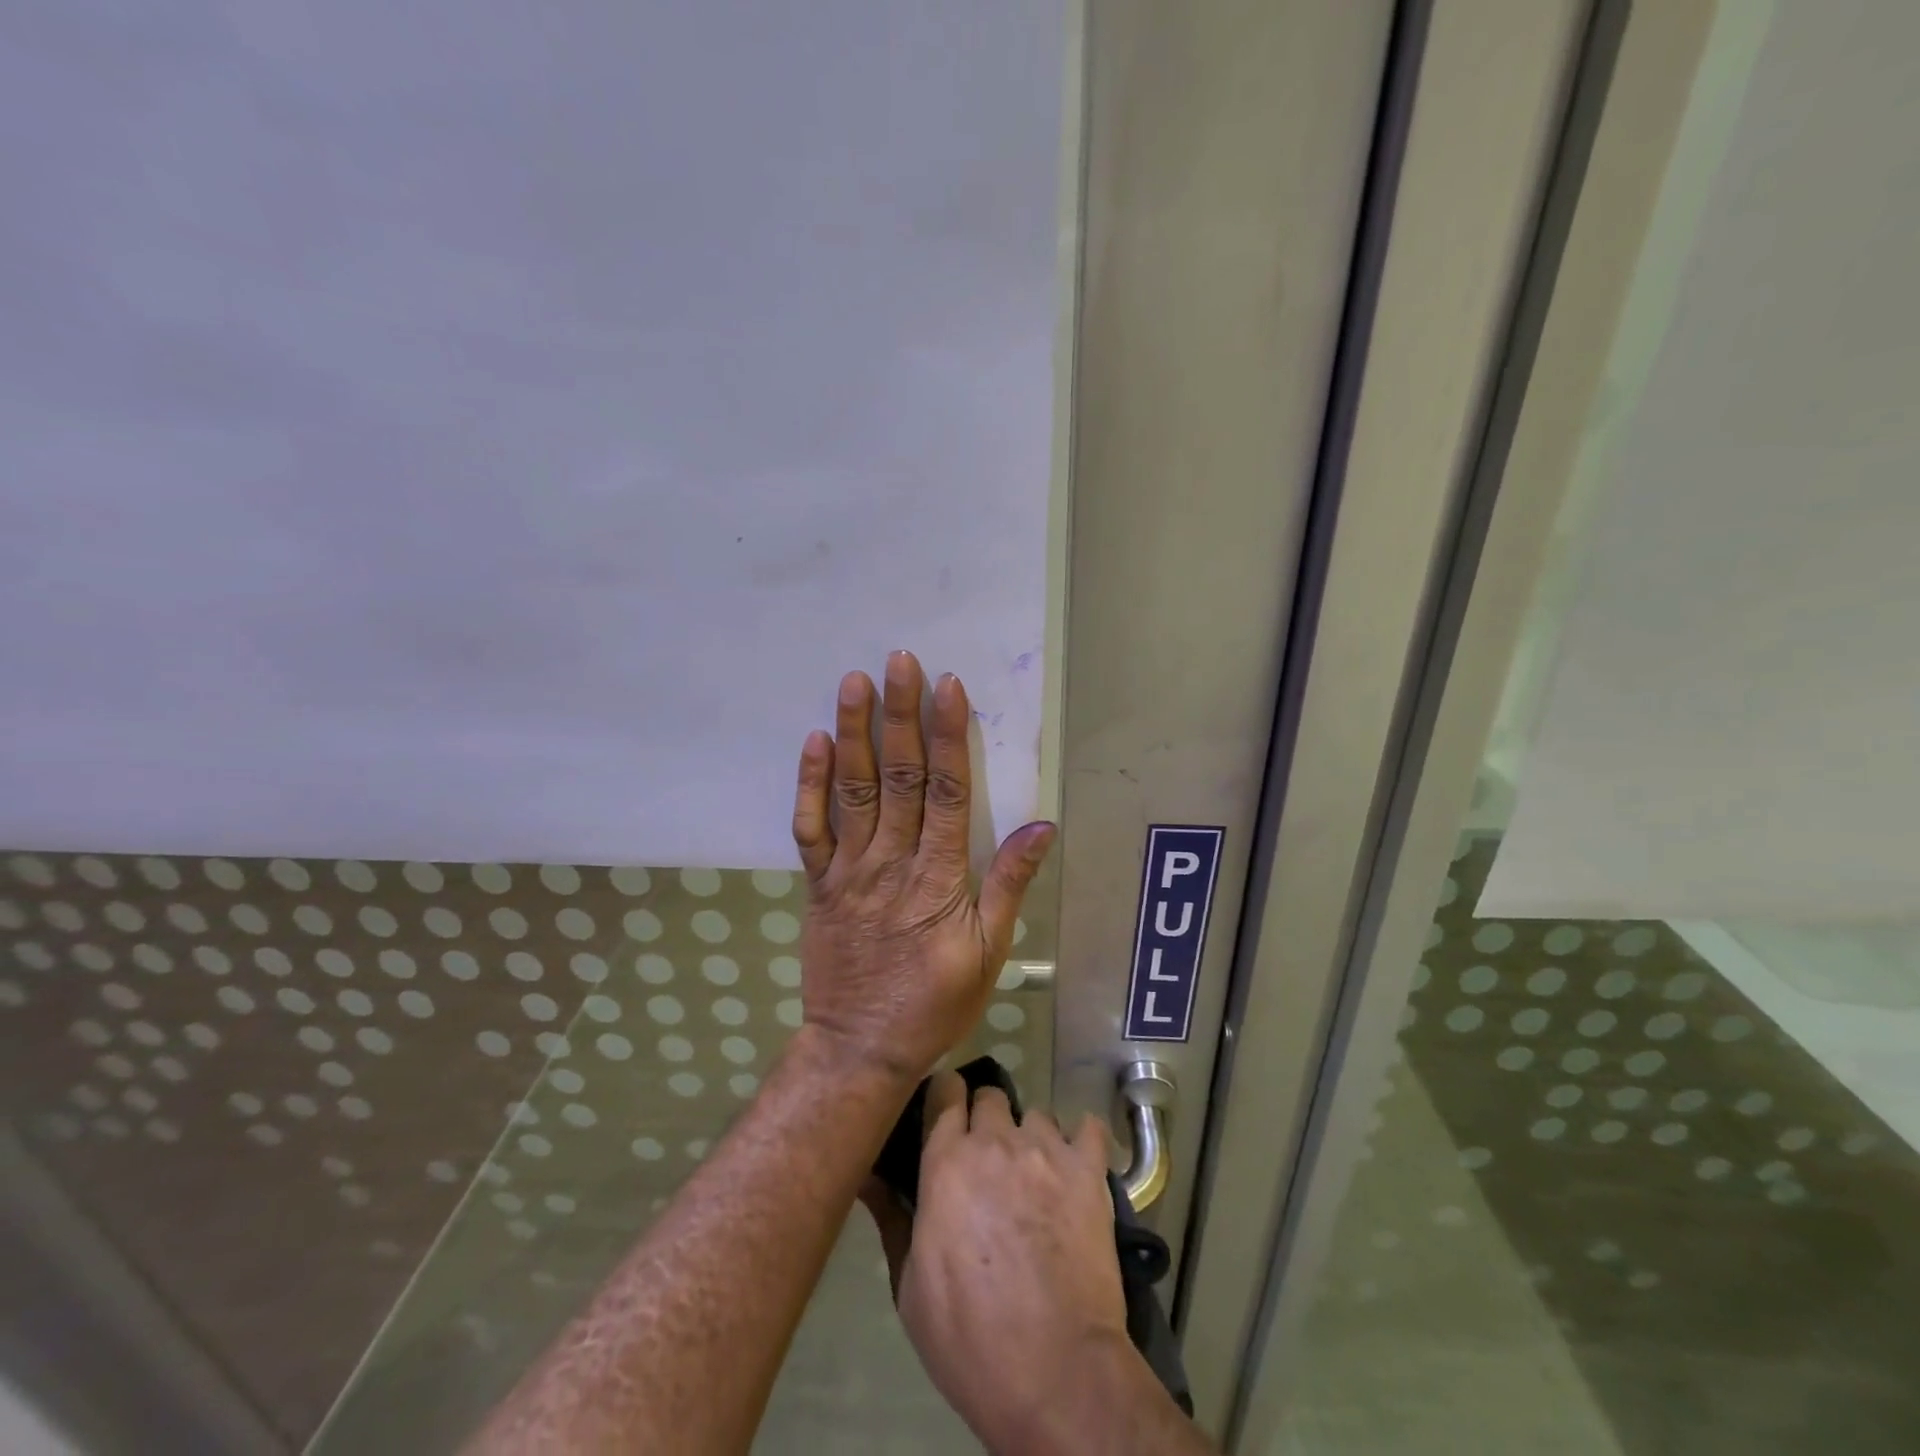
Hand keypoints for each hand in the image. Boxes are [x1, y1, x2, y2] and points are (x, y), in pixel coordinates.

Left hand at [791, 650, 1054, 1083]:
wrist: (859, 1046)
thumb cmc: (934, 1002)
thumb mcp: (989, 952)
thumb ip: (1009, 884)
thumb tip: (1041, 825)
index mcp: (938, 877)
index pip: (946, 792)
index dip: (948, 736)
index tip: (948, 687)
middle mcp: (891, 862)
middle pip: (899, 778)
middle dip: (901, 716)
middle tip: (899, 661)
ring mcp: (848, 870)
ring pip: (853, 792)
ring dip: (853, 734)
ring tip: (853, 682)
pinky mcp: (818, 883)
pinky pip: (811, 829)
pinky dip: (810, 785)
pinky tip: (815, 742)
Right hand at [865, 1074, 1129, 1451]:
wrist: (1055, 1371)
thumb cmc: (969, 1337)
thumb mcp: (909, 1286)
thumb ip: (893, 1218)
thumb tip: (866, 1176)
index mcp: (947, 1162)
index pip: (945, 1093)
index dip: (946, 1097)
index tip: (946, 1111)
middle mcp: (995, 1141)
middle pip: (990, 1097)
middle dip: (987, 1119)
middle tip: (989, 1158)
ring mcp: (1046, 1150)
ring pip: (1037, 1114)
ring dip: (1031, 1137)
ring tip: (1035, 1174)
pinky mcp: (1089, 1170)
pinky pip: (1090, 1128)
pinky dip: (1083, 1140)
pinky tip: (1079, 1164)